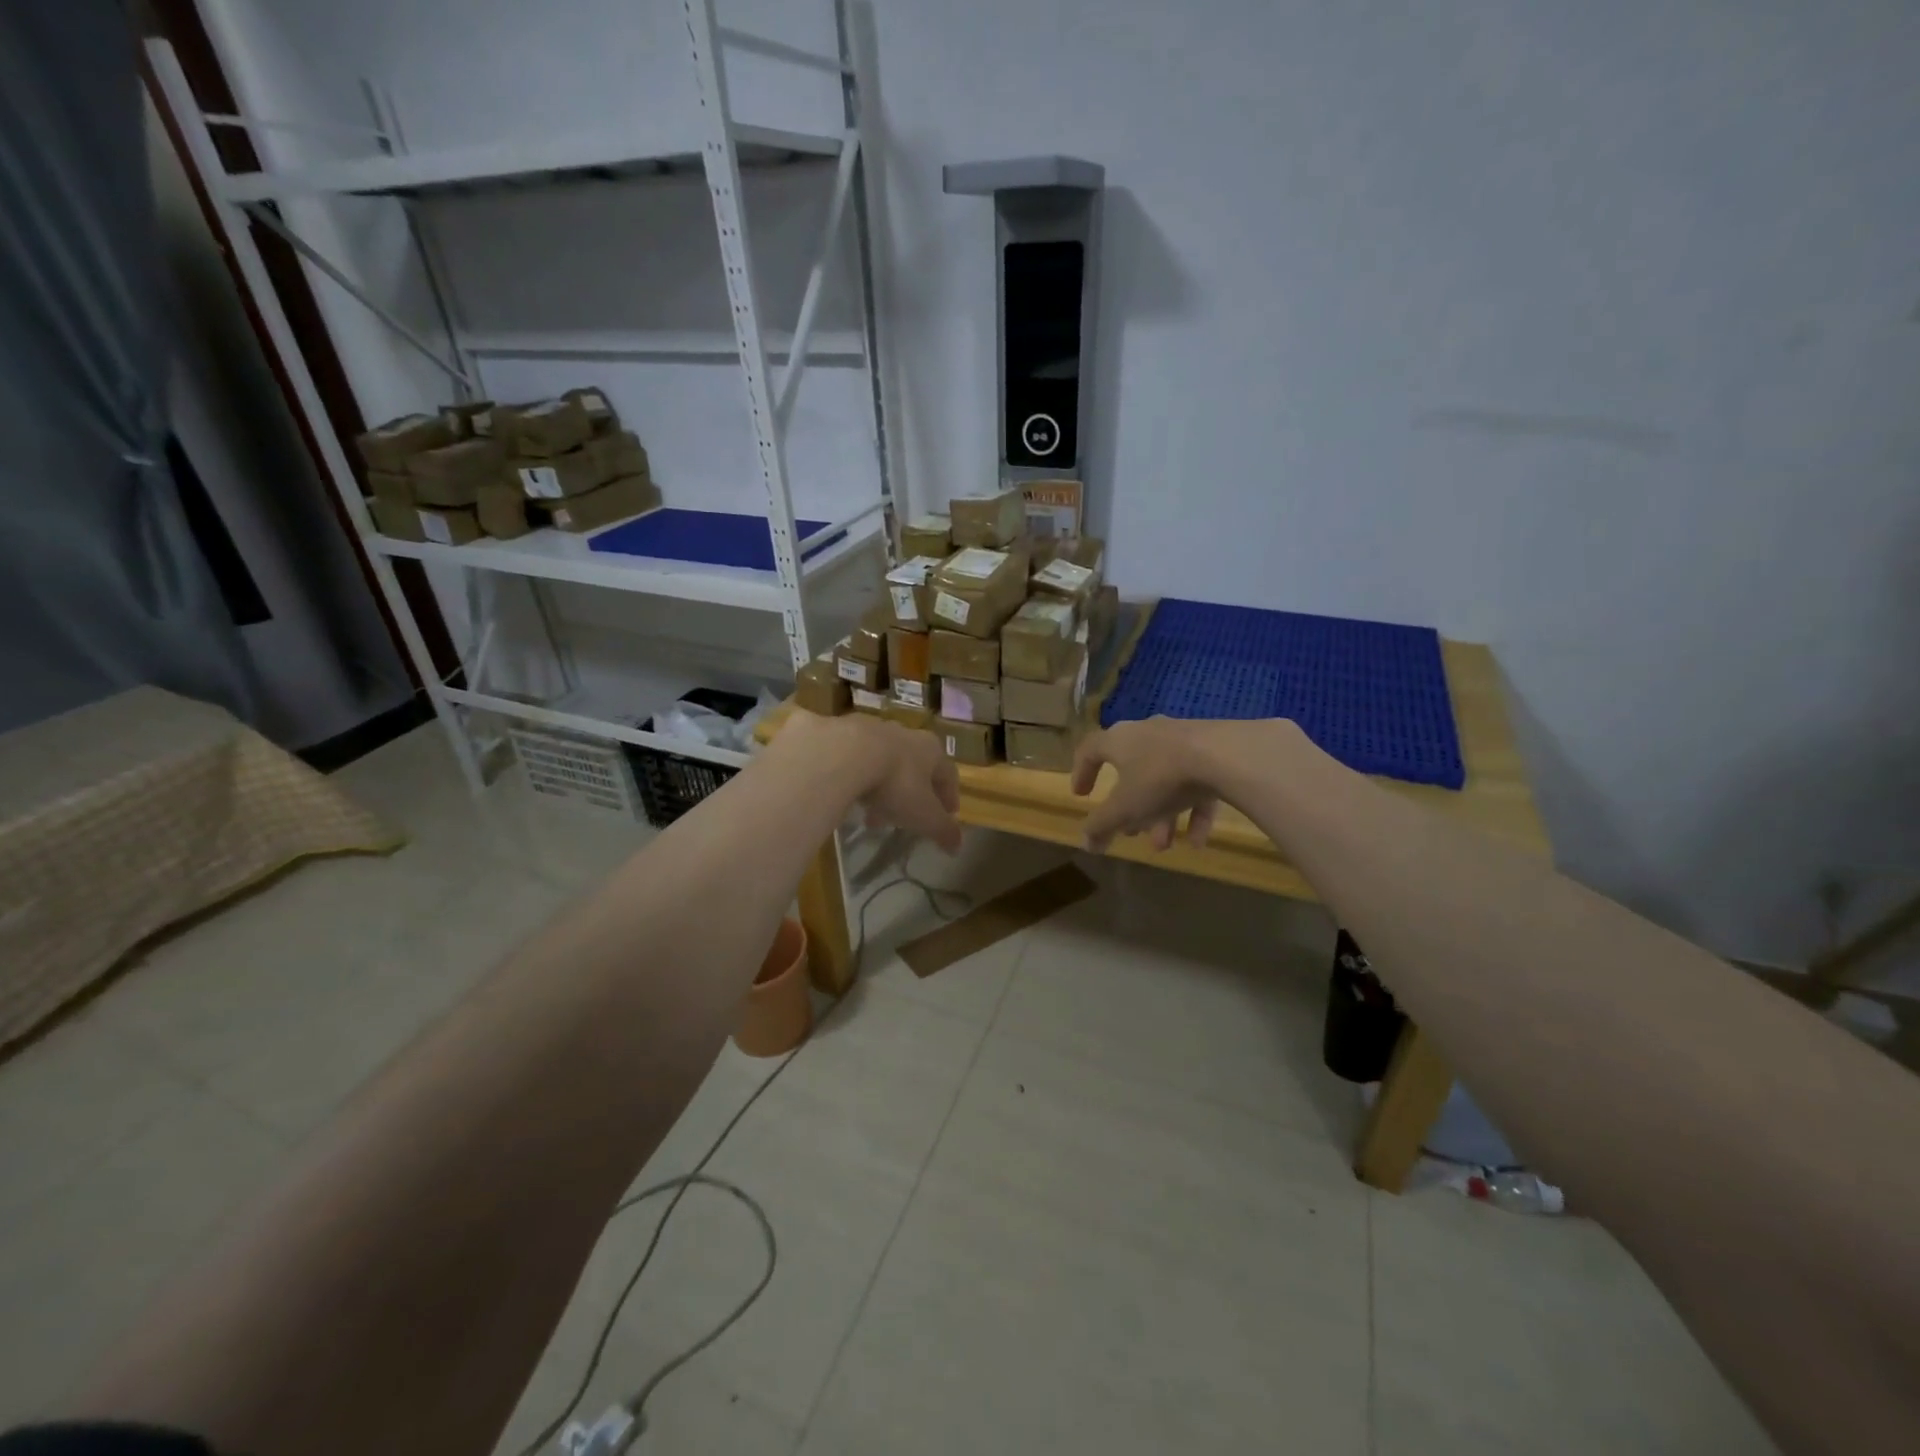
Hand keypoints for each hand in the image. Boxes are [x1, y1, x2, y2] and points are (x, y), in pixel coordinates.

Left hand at [787, 712, 962, 852]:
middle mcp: (906, 735)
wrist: (846, 753)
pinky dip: (858, 779)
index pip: (948, 774)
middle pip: (916, 767)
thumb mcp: (924, 815)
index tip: (948, 815)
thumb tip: (957, 846)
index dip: (949, 796)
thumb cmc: (897, 783)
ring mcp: (873, 730)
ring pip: (884, 763)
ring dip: (883, 789)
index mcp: (931, 750)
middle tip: (905, 821)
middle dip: (913, 795)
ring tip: (872, 815)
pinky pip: (856, 760)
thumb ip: (942, 830)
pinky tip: (848, 796)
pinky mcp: (843, 733)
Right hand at [1071, 717, 1219, 853]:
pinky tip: (1197, 842)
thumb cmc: (1160, 777)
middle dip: (1131, 807)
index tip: (1081, 796)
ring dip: (1161, 815)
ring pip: (1165, 780)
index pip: (1090, 750)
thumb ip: (1102, 826)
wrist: (1225, 756)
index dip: (1081, 772)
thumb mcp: (1125, 808)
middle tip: (1130, 832)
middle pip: (1132, 771)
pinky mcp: (1213, 751)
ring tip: (1164, 846)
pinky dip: (1193, 812)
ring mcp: (1183, 740)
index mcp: (1119, 740)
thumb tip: (1085, 843)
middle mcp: (1148, 734)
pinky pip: (1197, 784)